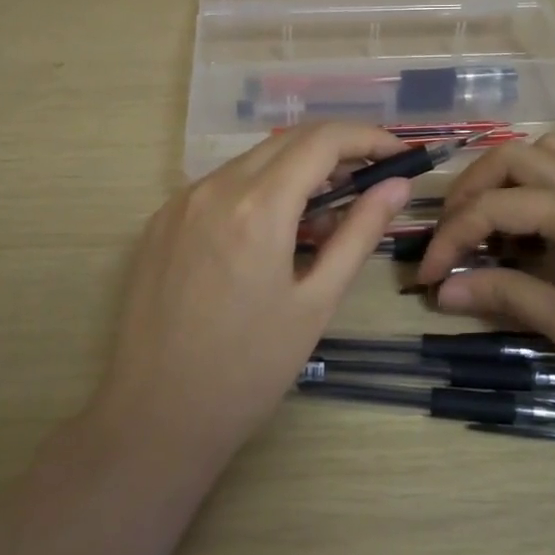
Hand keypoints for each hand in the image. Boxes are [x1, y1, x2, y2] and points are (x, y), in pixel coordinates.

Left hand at [93, 123, 412, 463]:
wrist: (156, 415)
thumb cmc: (249, 369)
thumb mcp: (316, 303)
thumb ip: (358, 234)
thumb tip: (397, 186)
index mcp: (256, 206)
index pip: (322, 141)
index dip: (367, 138)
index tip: (397, 154)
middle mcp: (213, 188)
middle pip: (287, 142)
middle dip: (337, 151)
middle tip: (370, 183)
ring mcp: (180, 202)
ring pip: (253, 161)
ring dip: (296, 172)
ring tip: (324, 216)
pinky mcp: (160, 221)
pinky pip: (221, 186)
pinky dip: (258, 191)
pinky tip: (272, 232)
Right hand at [415, 134, 554, 446]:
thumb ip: (502, 295)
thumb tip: (442, 290)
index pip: (494, 206)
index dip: (451, 237)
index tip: (425, 276)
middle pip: (515, 157)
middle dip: (471, 188)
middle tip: (450, 232)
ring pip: (546, 154)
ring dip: (505, 178)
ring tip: (486, 222)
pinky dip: (536, 188)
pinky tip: (529, 230)